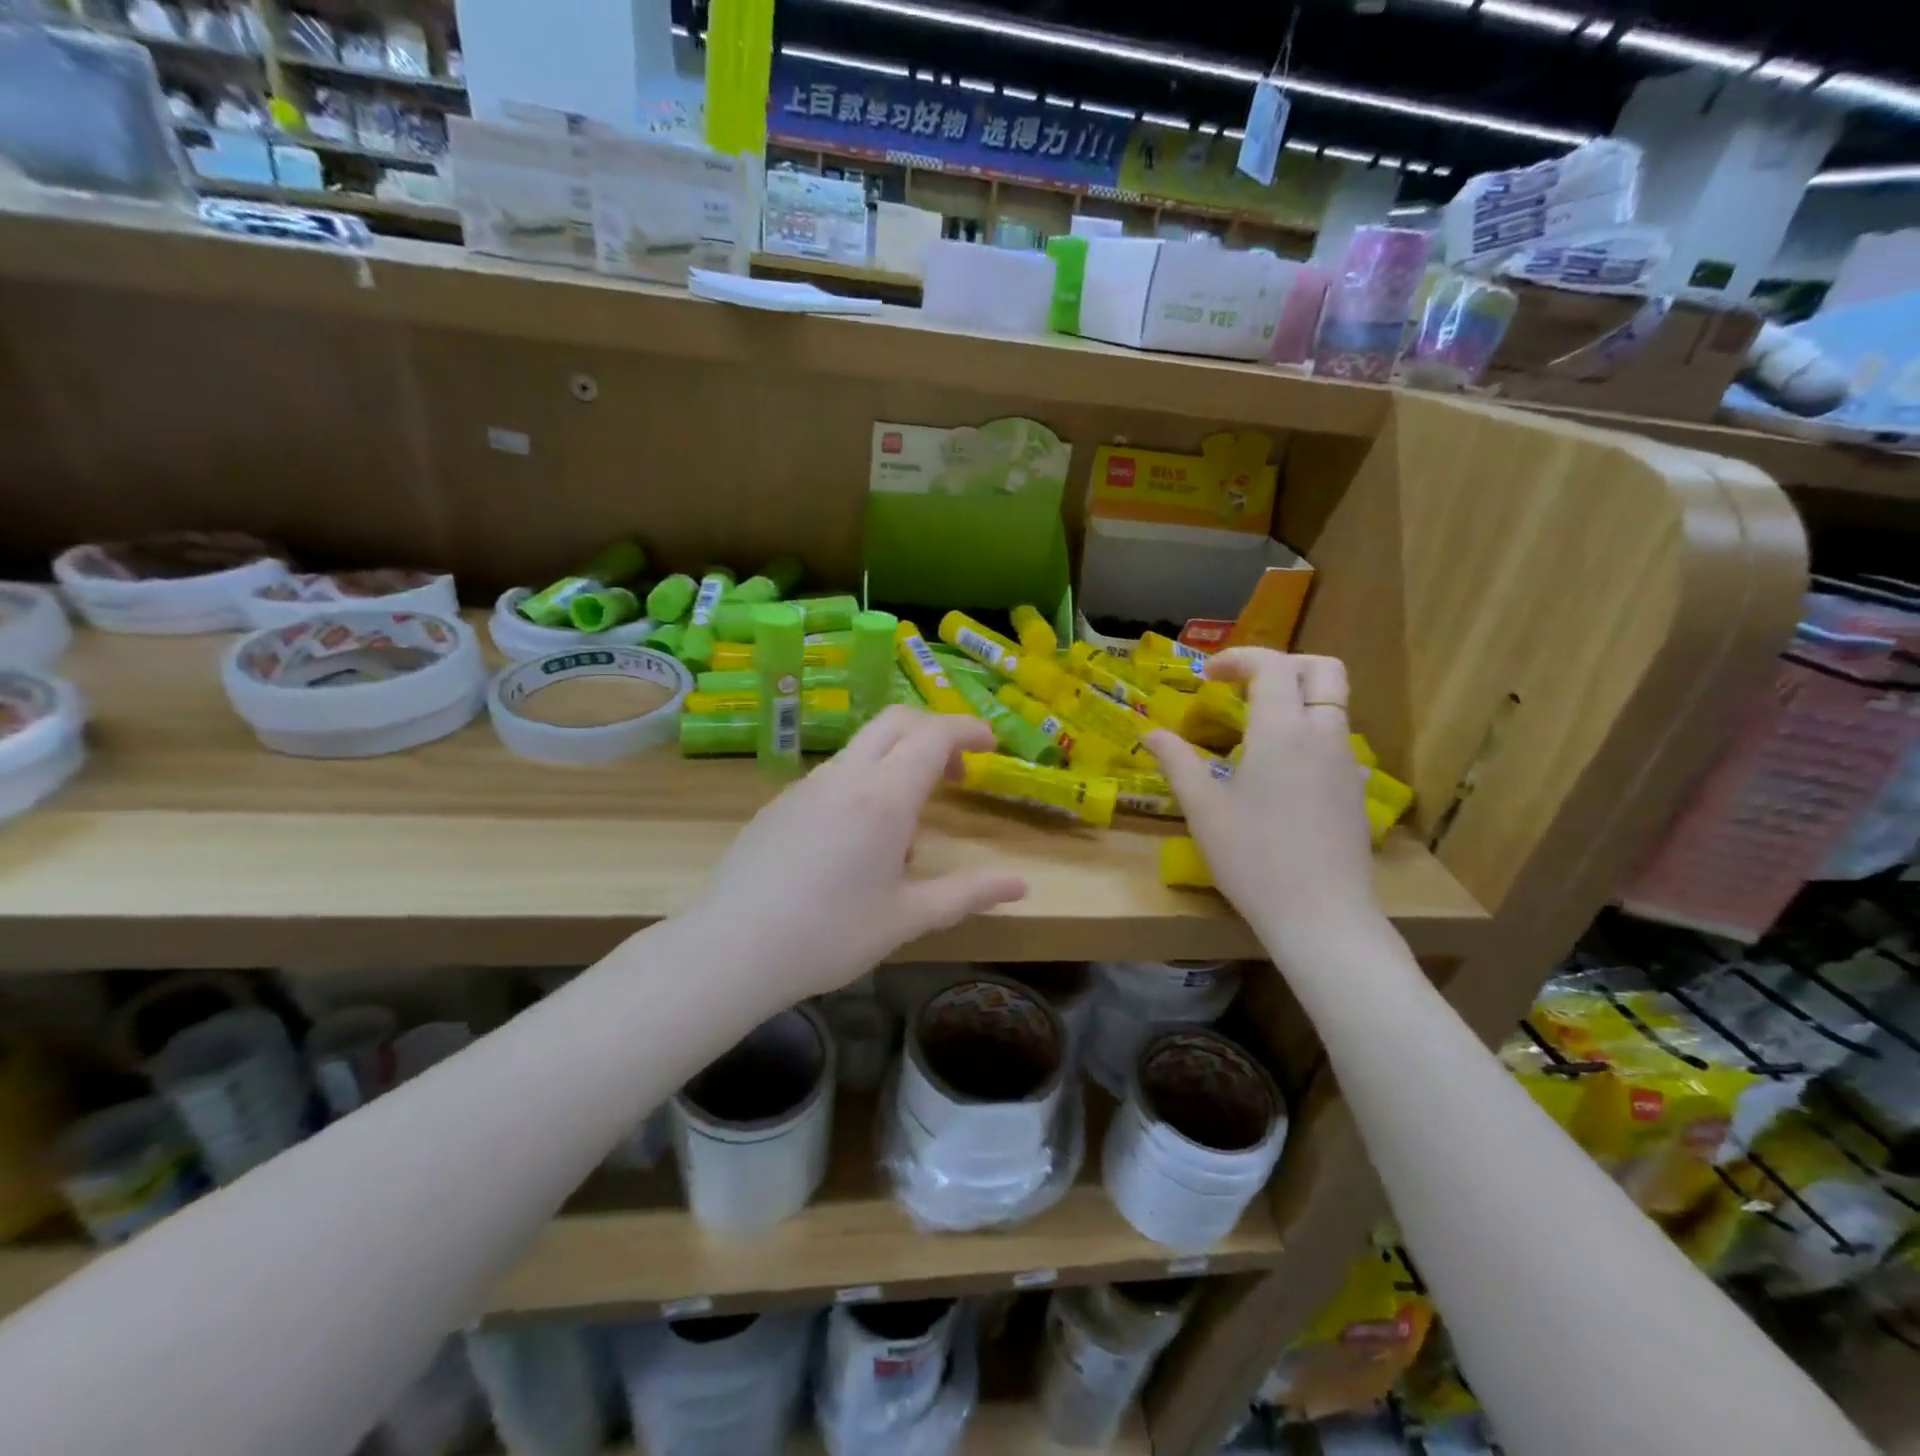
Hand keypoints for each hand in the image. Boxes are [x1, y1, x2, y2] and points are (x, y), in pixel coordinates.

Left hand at [686, 707, 1029, 1001]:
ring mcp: (806, 786)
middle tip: (957, 772)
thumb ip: (968, 894)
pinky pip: (834, 776)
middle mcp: (845, 777)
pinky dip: (863, 784)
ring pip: (863, 749)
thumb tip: (1022, 885)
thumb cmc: (829, 935)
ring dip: (897, 763)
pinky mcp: (780, 804)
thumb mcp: (907, 918)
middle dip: (933, 732)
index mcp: (883, 798)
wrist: (730, 949)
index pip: (933, 735)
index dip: (967, 729)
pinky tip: (855, 844)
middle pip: (895, 722)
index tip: (991, 744)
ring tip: (906, 830)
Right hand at [1147, 650, 1380, 950]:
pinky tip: (1282, 774)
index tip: (1207, 676)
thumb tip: (1150, 733)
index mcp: (1282, 731)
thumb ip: (1177, 762)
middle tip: (1246, 685)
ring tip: (1255, 732)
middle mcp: (1323, 735)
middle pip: (1323, 670)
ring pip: (1333, 706)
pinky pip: (1336, 742)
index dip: (1238, 658)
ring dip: (1297, 700)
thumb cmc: (1253, 858)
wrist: (1321, 916)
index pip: (1272, 665)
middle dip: (1285, 664)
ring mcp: (1346, 764)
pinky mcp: (1355, 791)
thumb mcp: (1203, 809)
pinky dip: (1310, 735)